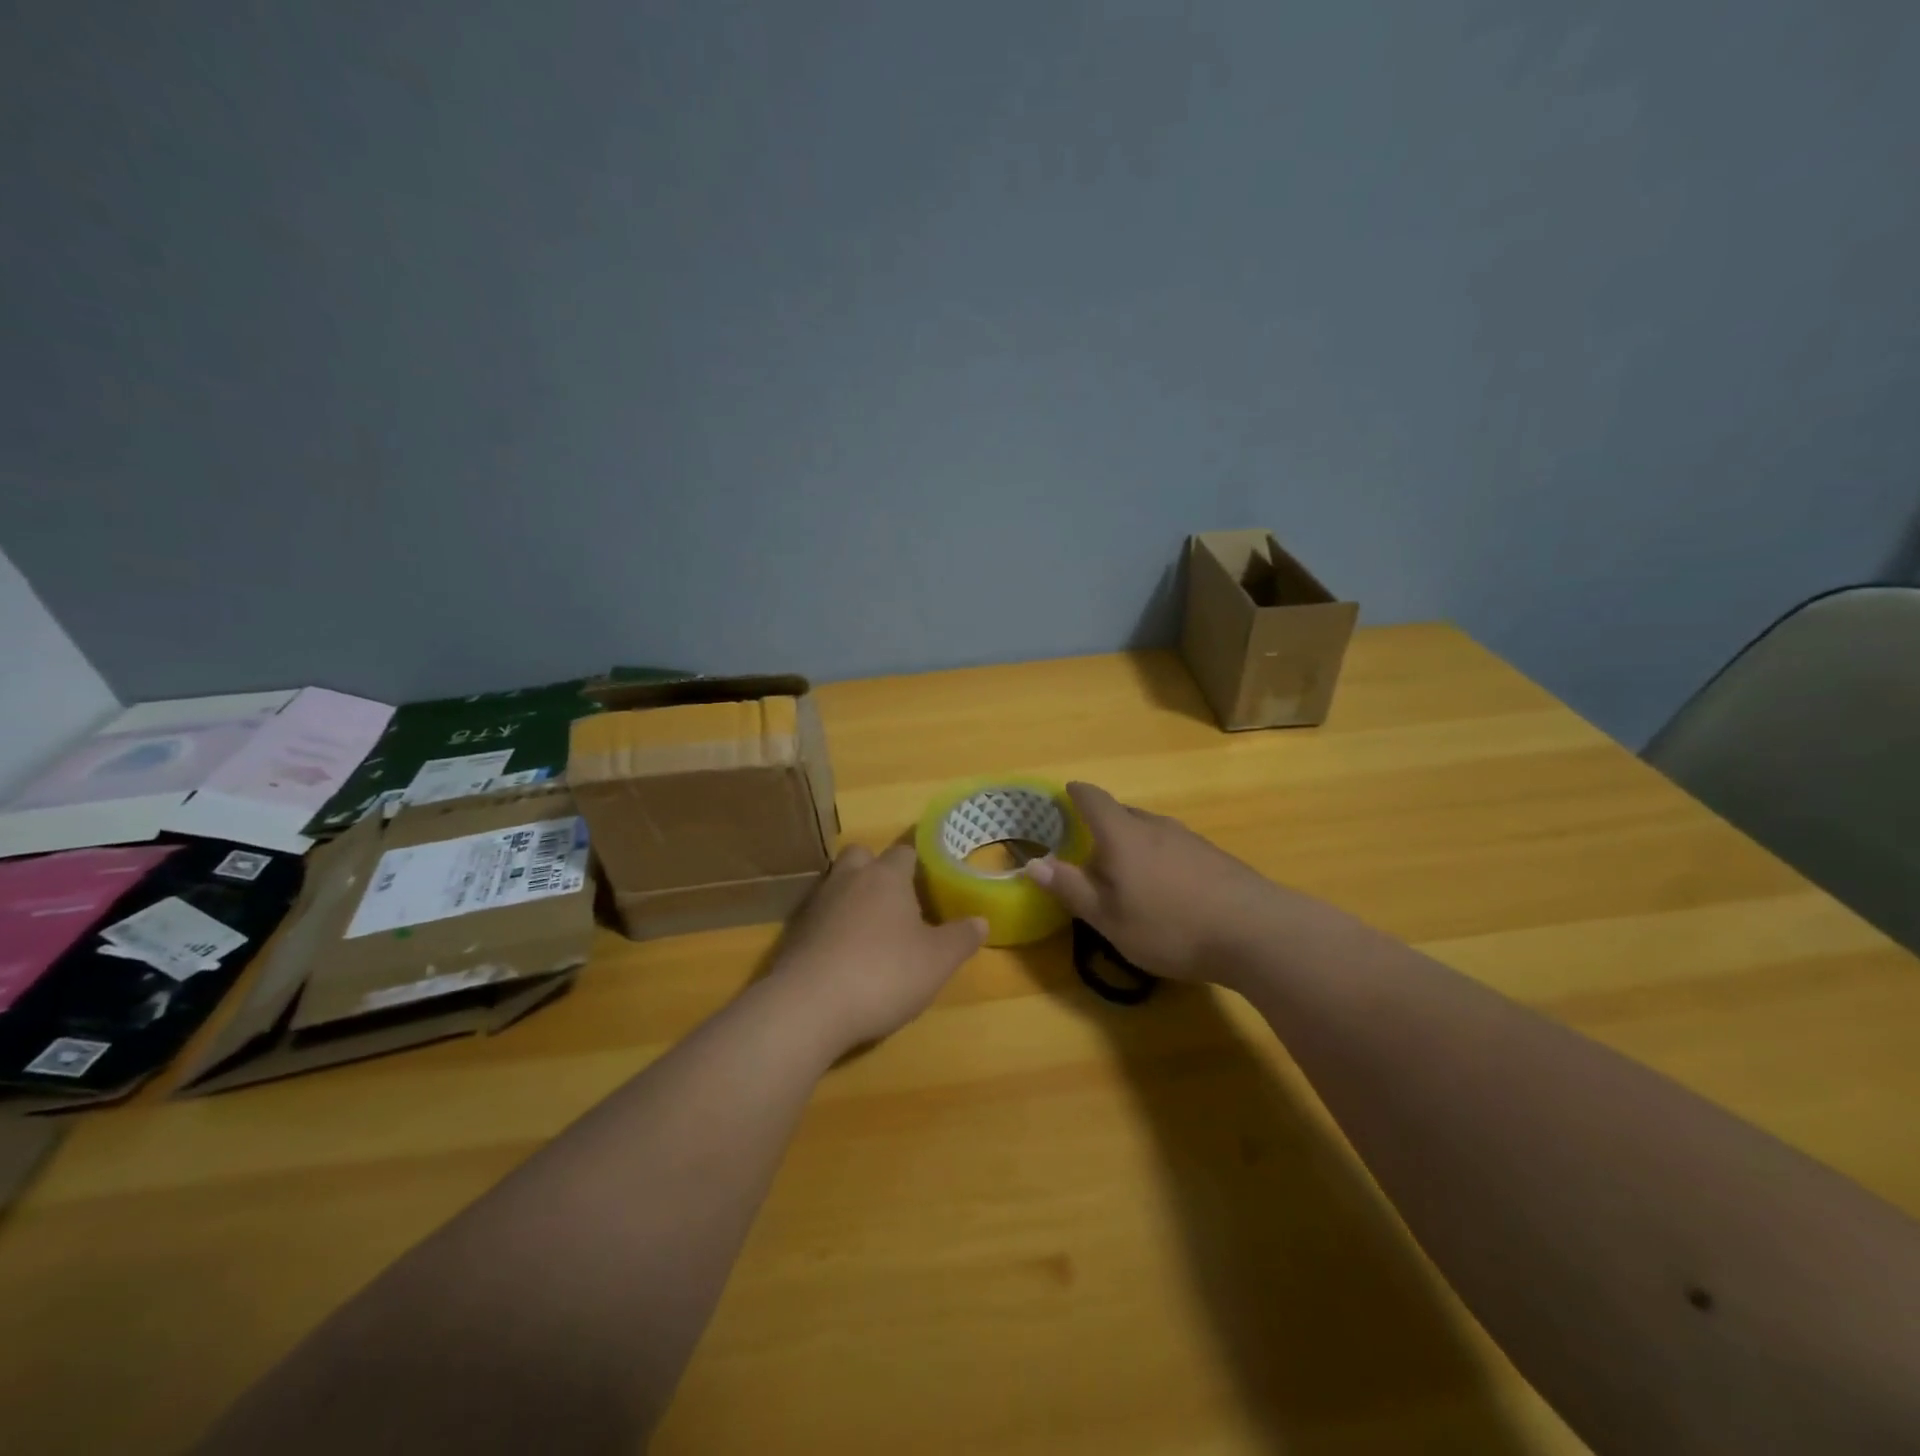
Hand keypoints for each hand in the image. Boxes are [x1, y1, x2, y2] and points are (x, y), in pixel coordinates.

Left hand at [768, 843, 987, 1056]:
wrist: (808, 1007)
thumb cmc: (883, 973)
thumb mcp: (937, 961)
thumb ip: (961, 938)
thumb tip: (981, 920)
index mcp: (886, 877)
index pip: (903, 851)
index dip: (917, 863)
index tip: (929, 880)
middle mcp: (848, 880)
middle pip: (860, 856)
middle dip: (876, 870)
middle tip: (895, 900)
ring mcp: (816, 905)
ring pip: (836, 885)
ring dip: (852, 899)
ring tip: (871, 931)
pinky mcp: (794, 934)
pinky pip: (819, 918)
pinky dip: (831, 928)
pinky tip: (843, 956)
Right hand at [1025, 782, 1282, 985]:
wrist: (1257, 932)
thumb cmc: (1170, 925)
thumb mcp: (1109, 917)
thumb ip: (1071, 888)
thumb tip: (1033, 864)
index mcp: (1123, 835)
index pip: (1093, 799)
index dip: (1076, 794)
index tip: (1065, 794)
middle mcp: (1155, 826)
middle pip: (1122, 815)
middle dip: (1102, 828)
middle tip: (1089, 853)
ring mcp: (1189, 839)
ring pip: (1150, 832)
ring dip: (1133, 846)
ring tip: (1127, 876)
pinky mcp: (1214, 857)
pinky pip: (1174, 848)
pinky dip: (1159, 860)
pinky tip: (1167, 891)